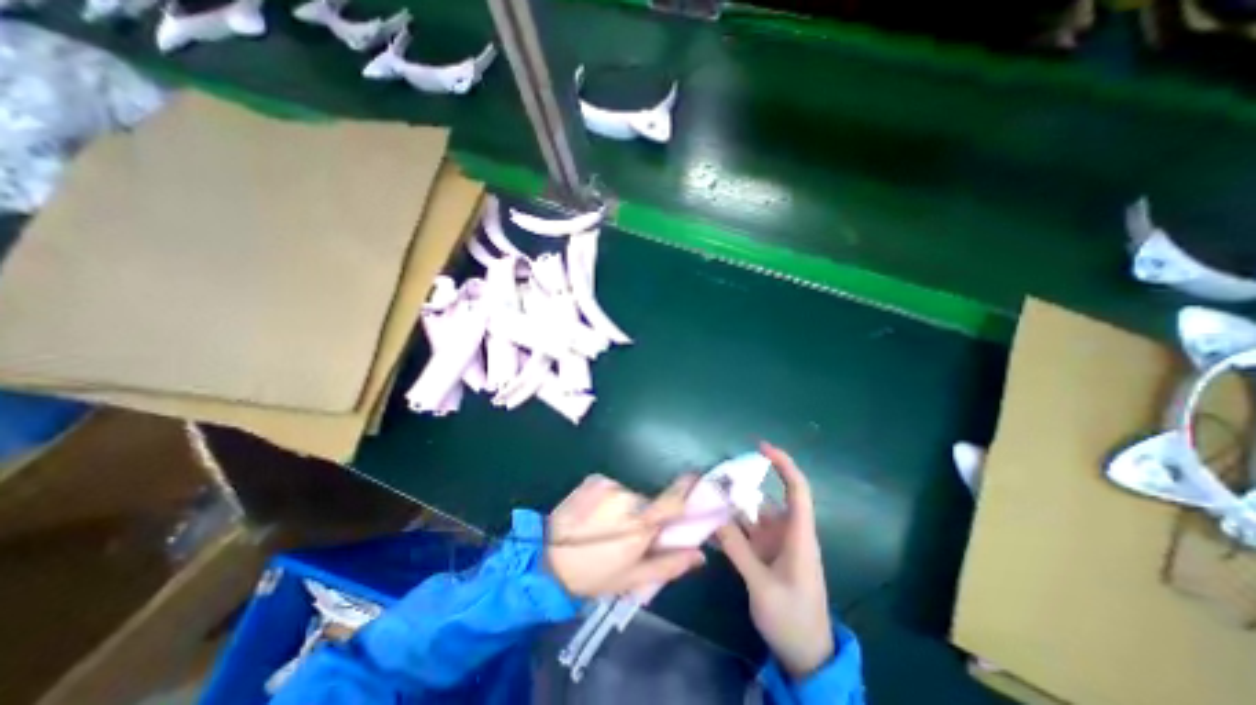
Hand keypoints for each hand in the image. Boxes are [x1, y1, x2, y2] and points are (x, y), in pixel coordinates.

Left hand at [548, 475, 710, 600]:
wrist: (546, 557)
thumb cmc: (593, 574)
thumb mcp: (633, 578)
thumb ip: (669, 564)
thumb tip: (700, 554)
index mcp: (640, 523)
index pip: (673, 499)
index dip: (688, 489)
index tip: (698, 482)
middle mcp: (628, 496)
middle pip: (650, 499)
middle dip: (648, 513)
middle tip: (634, 532)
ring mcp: (609, 483)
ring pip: (631, 494)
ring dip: (628, 507)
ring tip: (610, 526)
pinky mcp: (594, 478)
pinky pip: (614, 487)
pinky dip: (612, 498)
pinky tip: (597, 515)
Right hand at [717, 442, 830, 680]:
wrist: (806, 657)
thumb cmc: (792, 619)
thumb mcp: (762, 586)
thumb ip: (738, 551)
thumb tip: (715, 518)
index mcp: (799, 536)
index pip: (797, 490)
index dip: (783, 464)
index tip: (762, 447)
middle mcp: (787, 534)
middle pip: (766, 499)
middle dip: (742, 485)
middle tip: (714, 477)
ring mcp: (775, 545)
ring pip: (752, 516)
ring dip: (732, 507)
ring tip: (706, 497)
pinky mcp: (765, 555)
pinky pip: (746, 533)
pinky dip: (730, 527)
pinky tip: (710, 524)